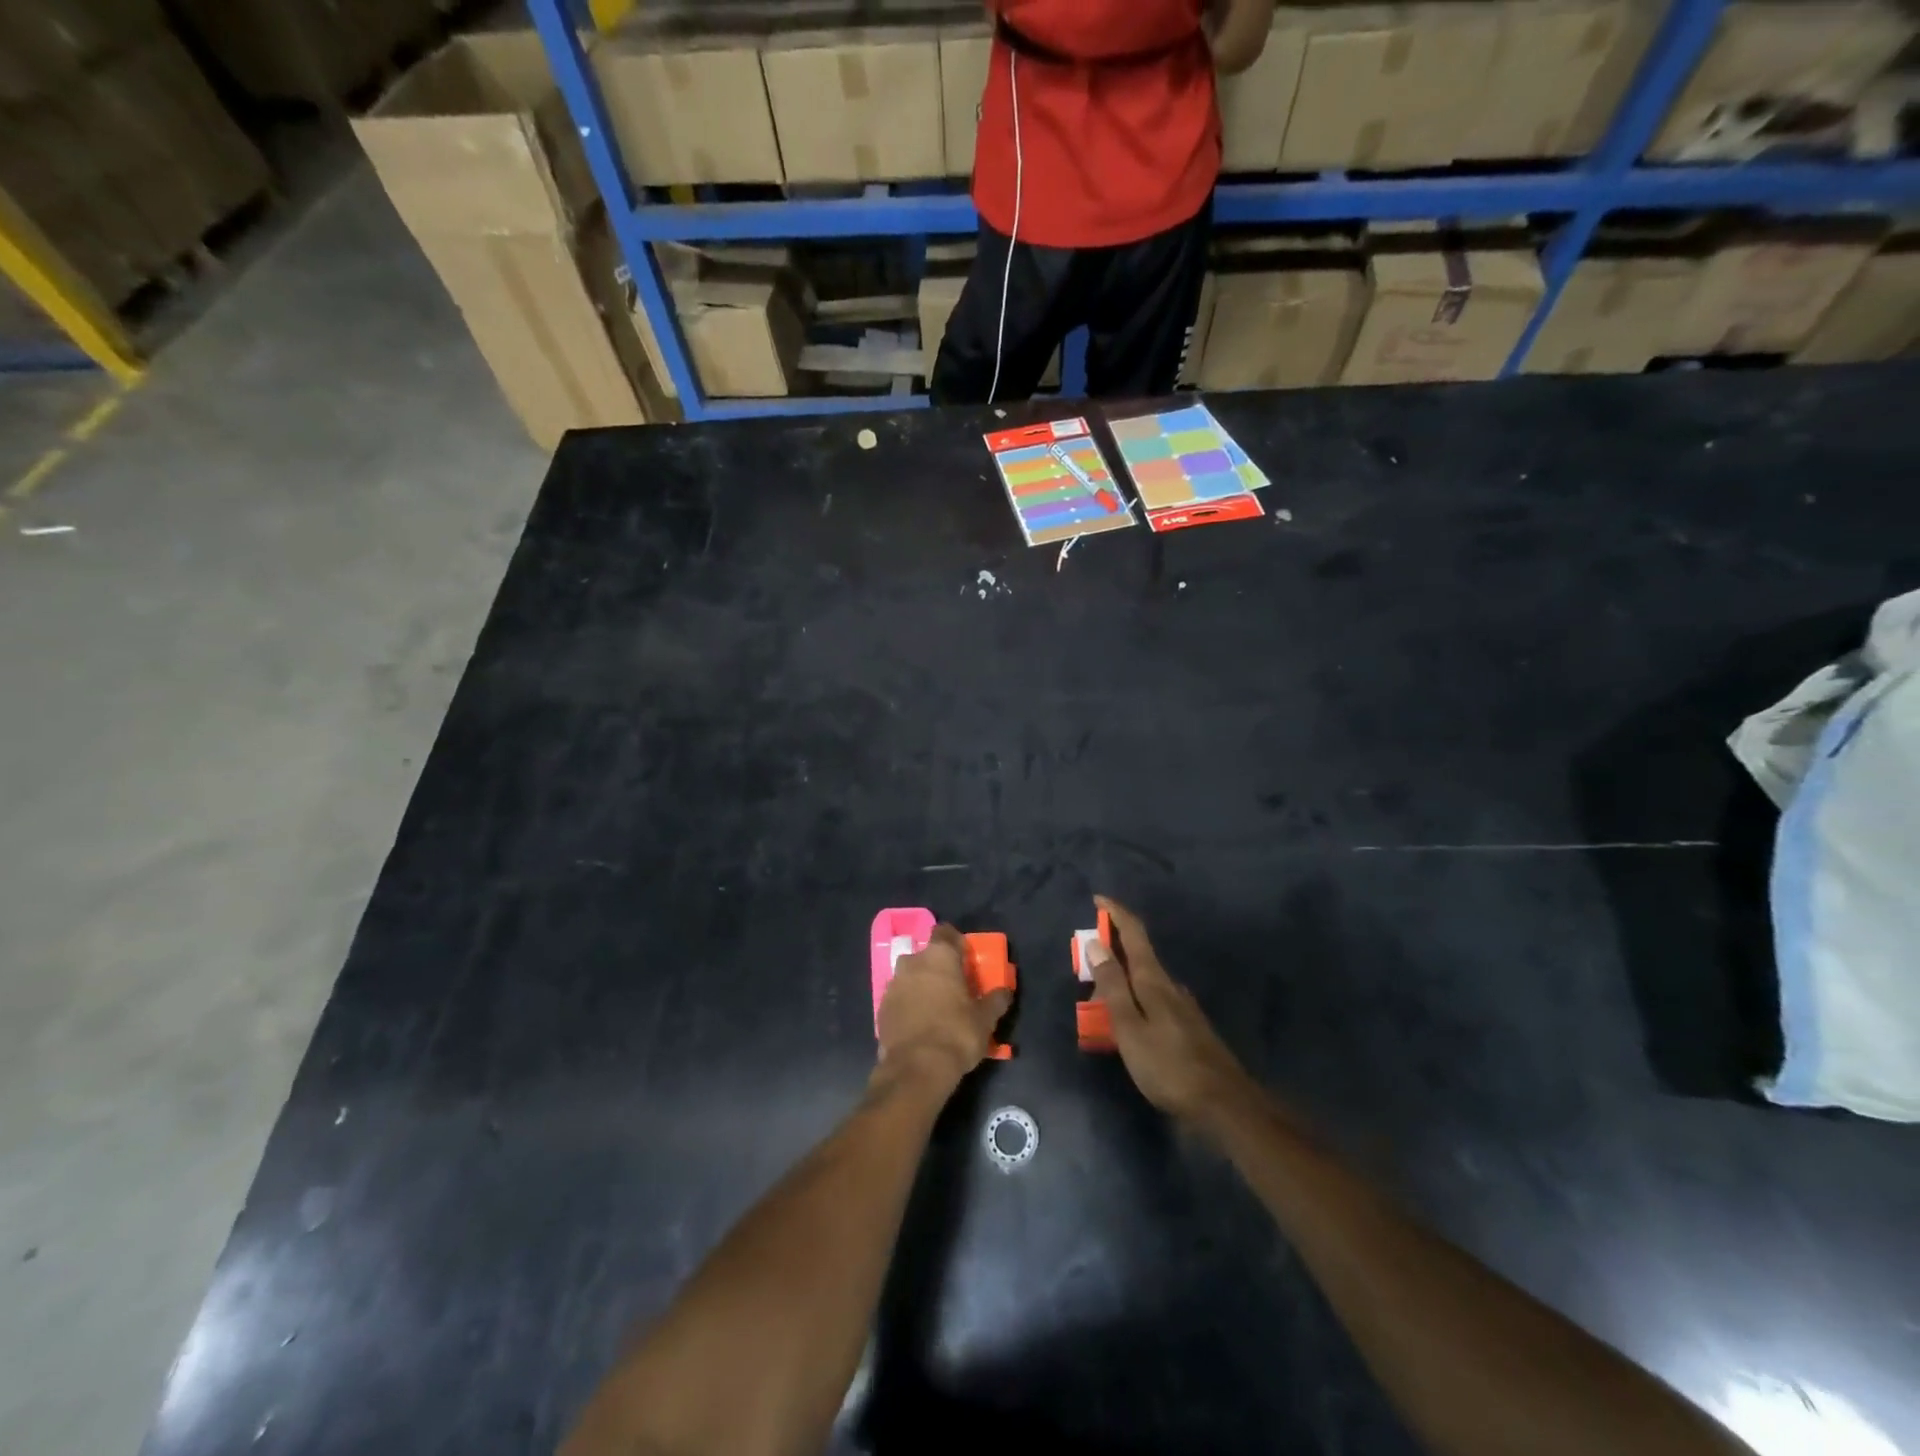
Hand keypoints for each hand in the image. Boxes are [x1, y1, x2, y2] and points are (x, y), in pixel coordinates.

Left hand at [876, 925, 1011, 1088]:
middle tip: (954, 988)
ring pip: (911, 976)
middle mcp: (912, 962)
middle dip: (938, 967)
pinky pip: (899, 998)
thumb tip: (1005, 991)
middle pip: (927, 955)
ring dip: (922, 986)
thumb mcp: (986, 1019)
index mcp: (939, 956)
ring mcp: (893, 984)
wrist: (916, 1068)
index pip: (945, 932)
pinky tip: (920, 1024)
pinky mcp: (881, 1008)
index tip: (966, 959)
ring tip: (937, 1008)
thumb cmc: (956, 1034)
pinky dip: (909, 1005)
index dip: (956, 943)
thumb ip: (996, 1000)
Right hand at [1087, 896, 1254, 1124]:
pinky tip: (1130, 1016)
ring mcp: (1183, 1007)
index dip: (1115, 913)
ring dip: (1124, 973)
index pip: (1134, 933)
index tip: (1097, 899)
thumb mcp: (1129, 1027)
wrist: (1224, 1104)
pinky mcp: (1188, 1027)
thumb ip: (1112, 986)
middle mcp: (1170, 986)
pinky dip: (1136, 995)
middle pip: (1140, 954)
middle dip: (1114, 946)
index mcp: (1154, 981)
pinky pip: (1155, 998)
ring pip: (1147, 978)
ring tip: (1102, 987)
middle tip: (1087, 956)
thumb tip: (1095, 943)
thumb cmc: (1168, 1066)